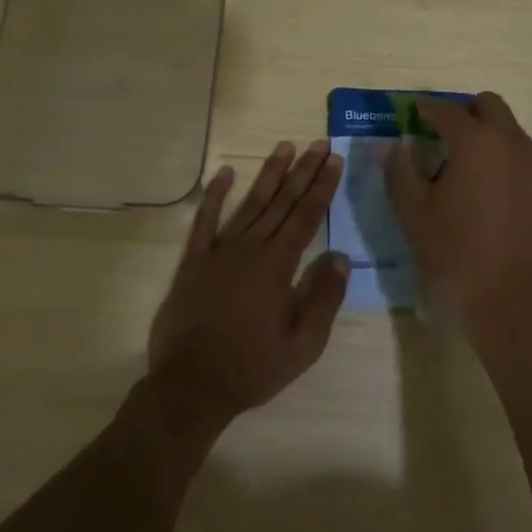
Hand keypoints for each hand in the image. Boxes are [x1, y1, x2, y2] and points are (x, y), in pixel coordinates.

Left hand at [148, 140, 349, 429]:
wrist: (191, 387)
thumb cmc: (253, 367)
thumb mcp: (303, 344)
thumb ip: (324, 298)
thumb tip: (340, 257)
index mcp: (278, 266)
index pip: (306, 216)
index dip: (322, 187)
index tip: (334, 160)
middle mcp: (250, 248)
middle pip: (282, 202)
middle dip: (303, 171)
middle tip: (318, 144)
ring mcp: (218, 251)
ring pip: (249, 203)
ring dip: (268, 174)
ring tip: (284, 147)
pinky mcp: (193, 261)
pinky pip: (204, 221)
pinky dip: (214, 195)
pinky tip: (225, 173)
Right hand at [384, 94, 531, 358]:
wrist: (512, 303)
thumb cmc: (455, 254)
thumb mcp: (413, 212)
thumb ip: (400, 169)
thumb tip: (397, 144)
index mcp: (476, 141)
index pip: (444, 110)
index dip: (423, 109)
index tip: (407, 113)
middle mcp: (510, 143)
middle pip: (487, 105)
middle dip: (461, 111)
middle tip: (435, 133)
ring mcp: (531, 165)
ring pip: (506, 128)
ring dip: (482, 131)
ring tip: (455, 161)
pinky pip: (517, 153)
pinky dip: (497, 153)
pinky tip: (478, 185)